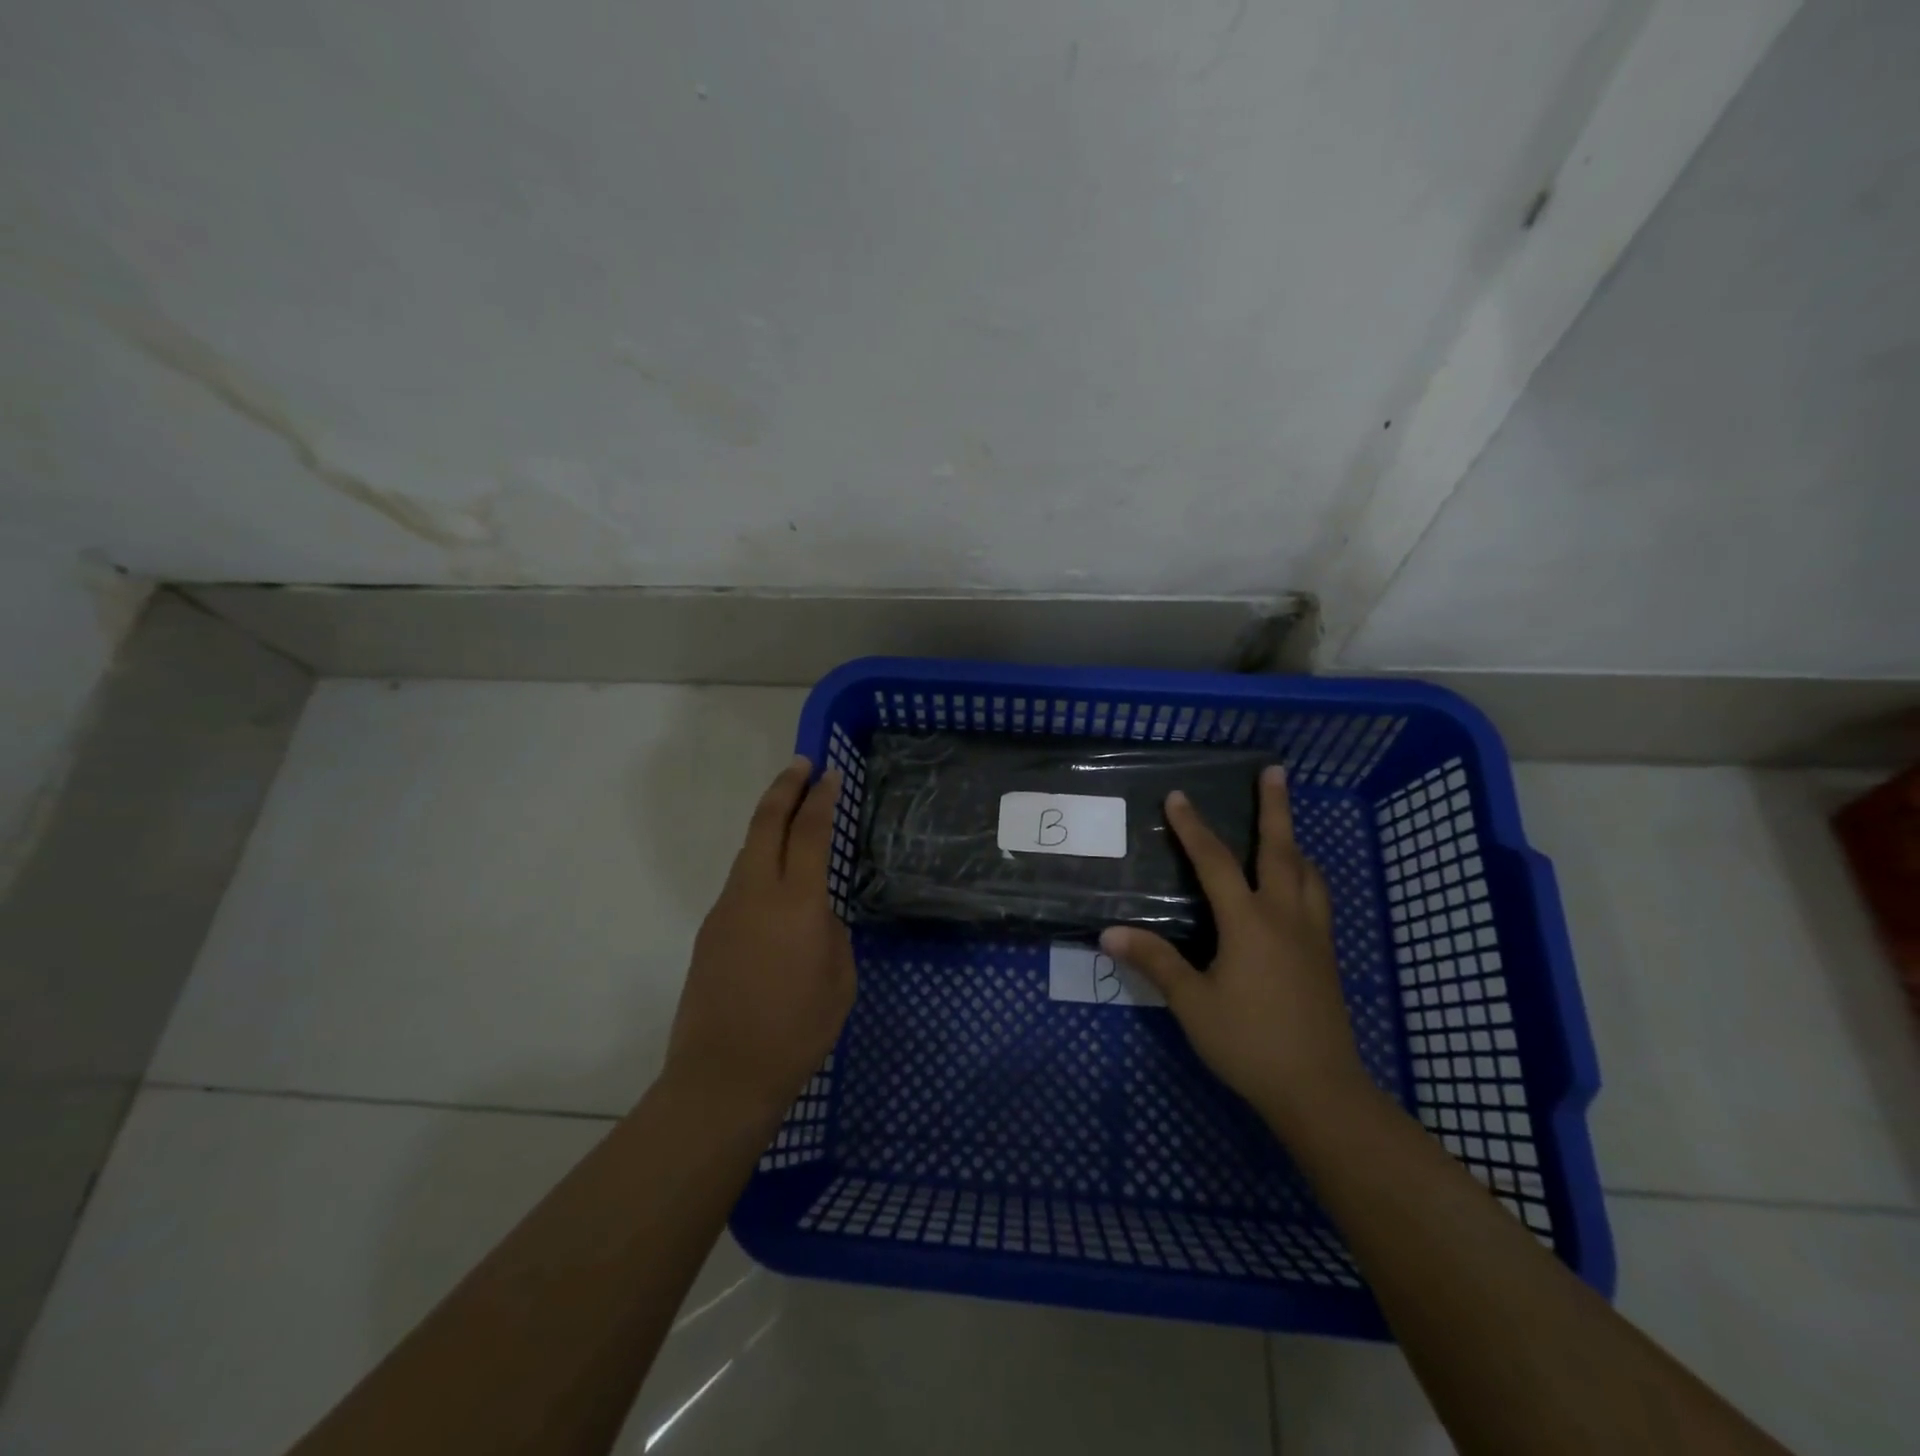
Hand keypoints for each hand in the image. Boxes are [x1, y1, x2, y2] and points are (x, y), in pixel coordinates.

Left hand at [665, 756, 856, 1120]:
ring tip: (790, 814)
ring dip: (769, 824)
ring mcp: (726, 910)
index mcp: (797, 905)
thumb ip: (831, 934)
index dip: (821, 799)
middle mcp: (756, 894)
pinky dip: (759, 863)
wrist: (722, 1077)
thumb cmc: (796, 1033)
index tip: (830, 773)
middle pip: (766, 823)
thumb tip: (816, 916)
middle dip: (784, 787)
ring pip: (748, 850)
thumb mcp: (840, 981)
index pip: (810, 833)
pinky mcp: (709, 931)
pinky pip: (739, 882)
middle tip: (802, 765)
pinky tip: (774, 880)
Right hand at [1102, 766, 1368, 1129]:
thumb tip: (1109, 933)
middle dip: (1275, 807)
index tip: (1178, 797)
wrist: (1320, 1090)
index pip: (1216, 862)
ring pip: (1307, 872)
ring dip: (1293, 841)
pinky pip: (1316, 897)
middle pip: (1281, 849)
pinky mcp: (1325, 956)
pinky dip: (1305, 874)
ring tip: (1283, 826)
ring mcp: (1312, 935)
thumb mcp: (1193, 1004)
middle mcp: (1285, 916)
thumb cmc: (1249, 1043)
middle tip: (1275, 770)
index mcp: (1249, 922)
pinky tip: (1296, 886)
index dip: (1193, 828)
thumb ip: (1154, 963)